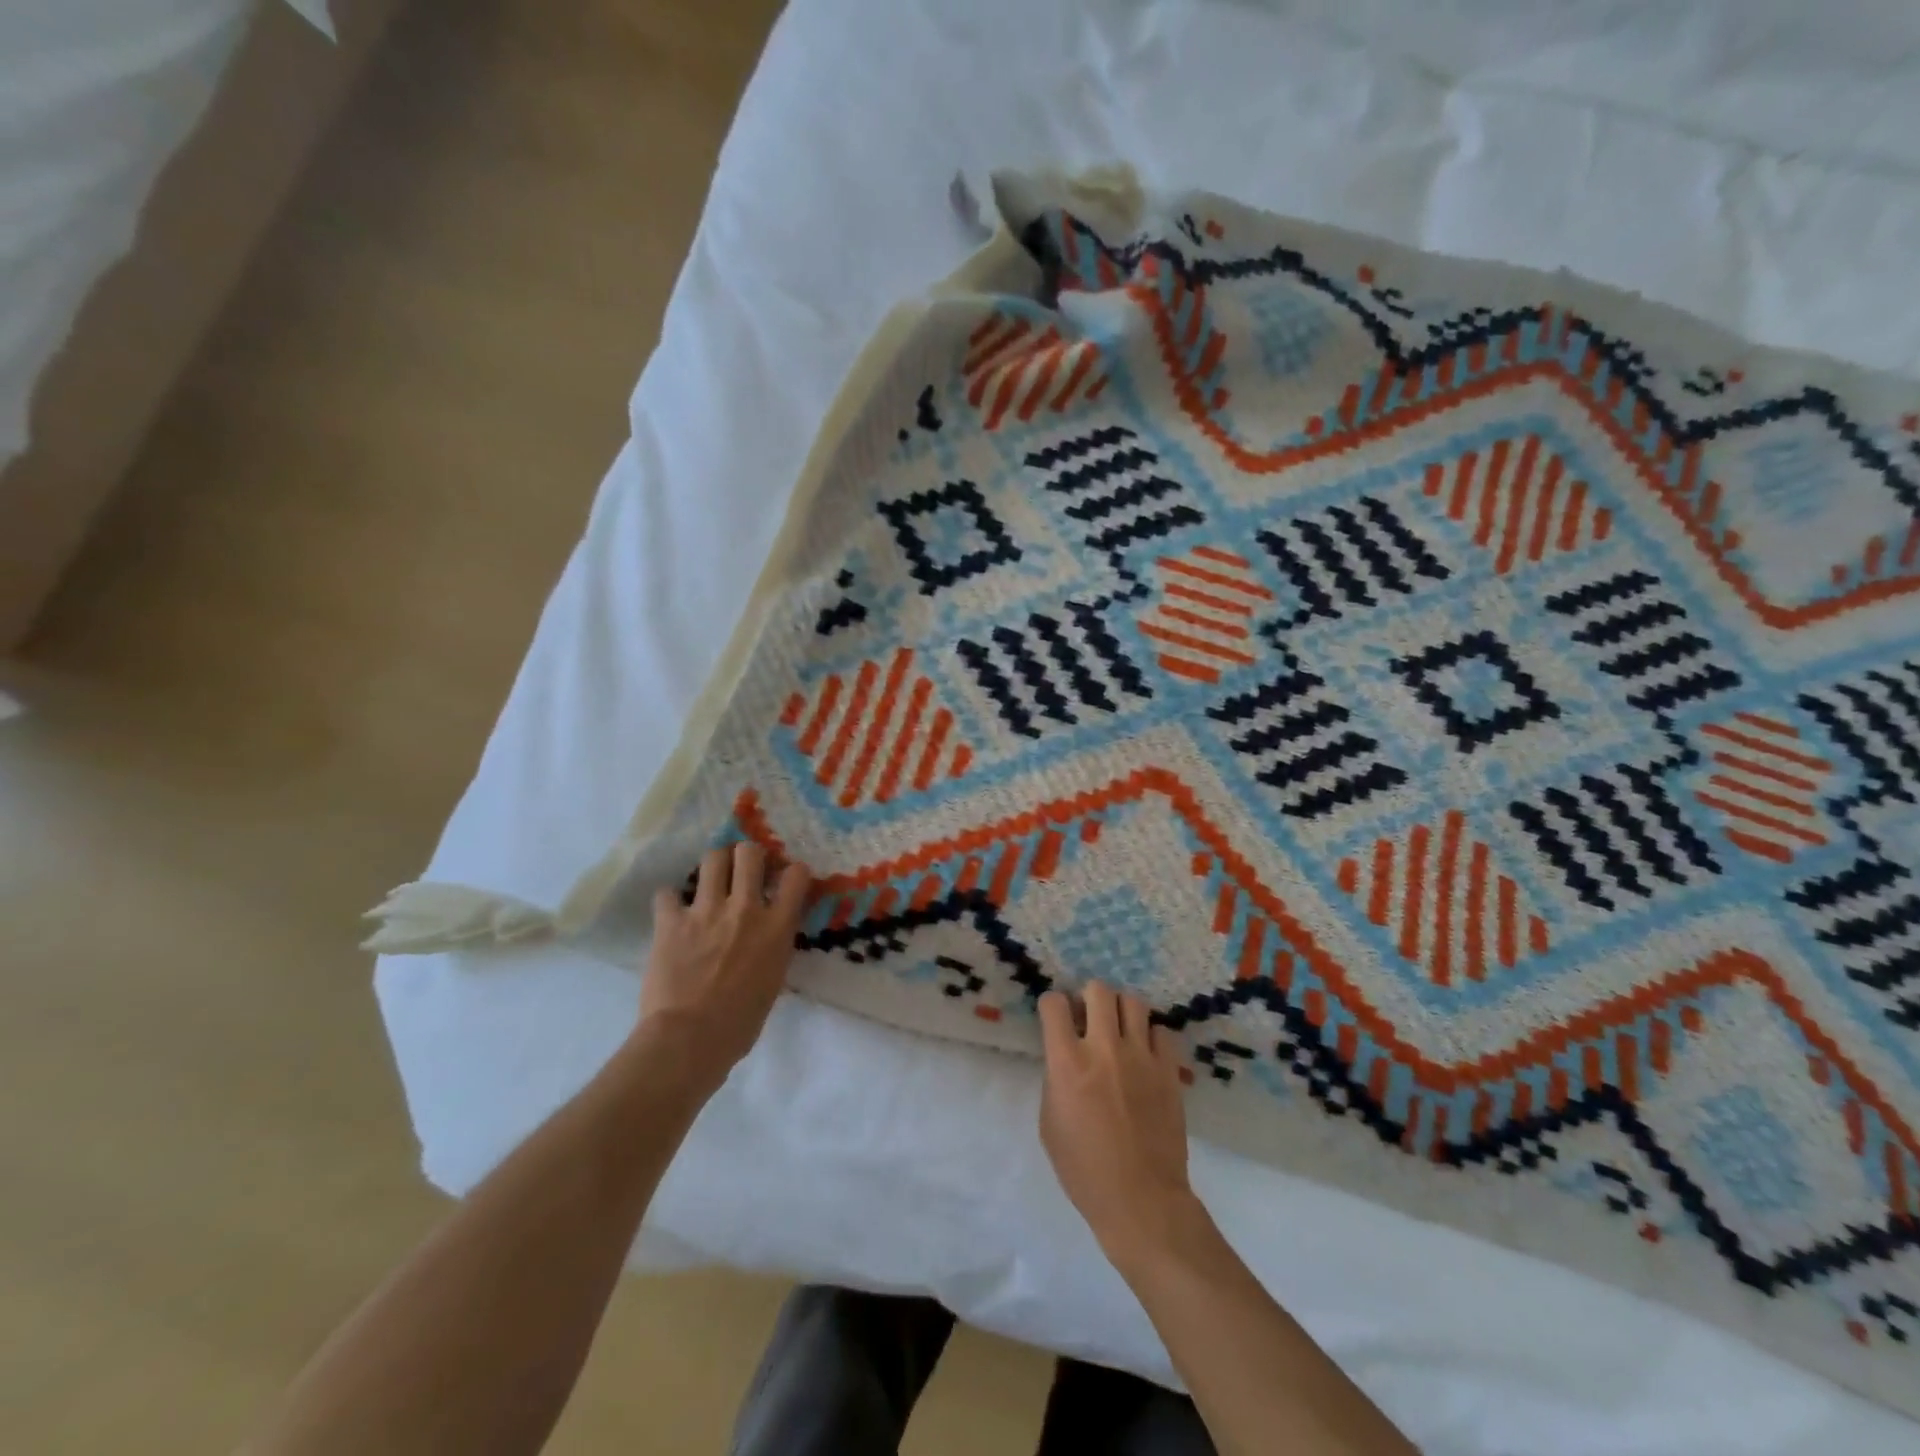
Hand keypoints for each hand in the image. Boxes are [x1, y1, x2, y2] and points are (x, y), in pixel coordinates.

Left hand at [638, 842, 810, 1095]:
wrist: (689, 1039)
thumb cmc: (740, 1024)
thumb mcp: (773, 981)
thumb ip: (773, 949)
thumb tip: (767, 939)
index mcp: (777, 927)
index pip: (797, 875)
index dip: (793, 872)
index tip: (785, 880)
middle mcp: (745, 908)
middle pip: (750, 853)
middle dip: (748, 856)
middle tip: (744, 870)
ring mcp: (706, 911)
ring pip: (712, 859)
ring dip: (714, 866)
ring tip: (711, 880)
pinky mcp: (671, 921)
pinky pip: (667, 893)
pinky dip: (670, 900)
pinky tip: (672, 912)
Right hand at [1037, 982, 1197, 1269]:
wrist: (1141, 1200)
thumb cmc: (1084, 1169)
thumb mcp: (1049, 1123)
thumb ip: (1055, 1079)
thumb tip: (1065, 1056)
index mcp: (1067, 1063)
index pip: (1055, 1004)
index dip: (1052, 1005)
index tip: (1055, 1018)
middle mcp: (1104, 1049)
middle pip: (1098, 990)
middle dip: (1088, 997)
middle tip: (1088, 1018)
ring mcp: (1141, 1057)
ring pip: (1133, 1002)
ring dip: (1120, 1011)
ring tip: (1118, 1030)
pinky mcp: (1169, 1070)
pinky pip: (1160, 1031)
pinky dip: (1149, 1036)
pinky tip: (1144, 1055)